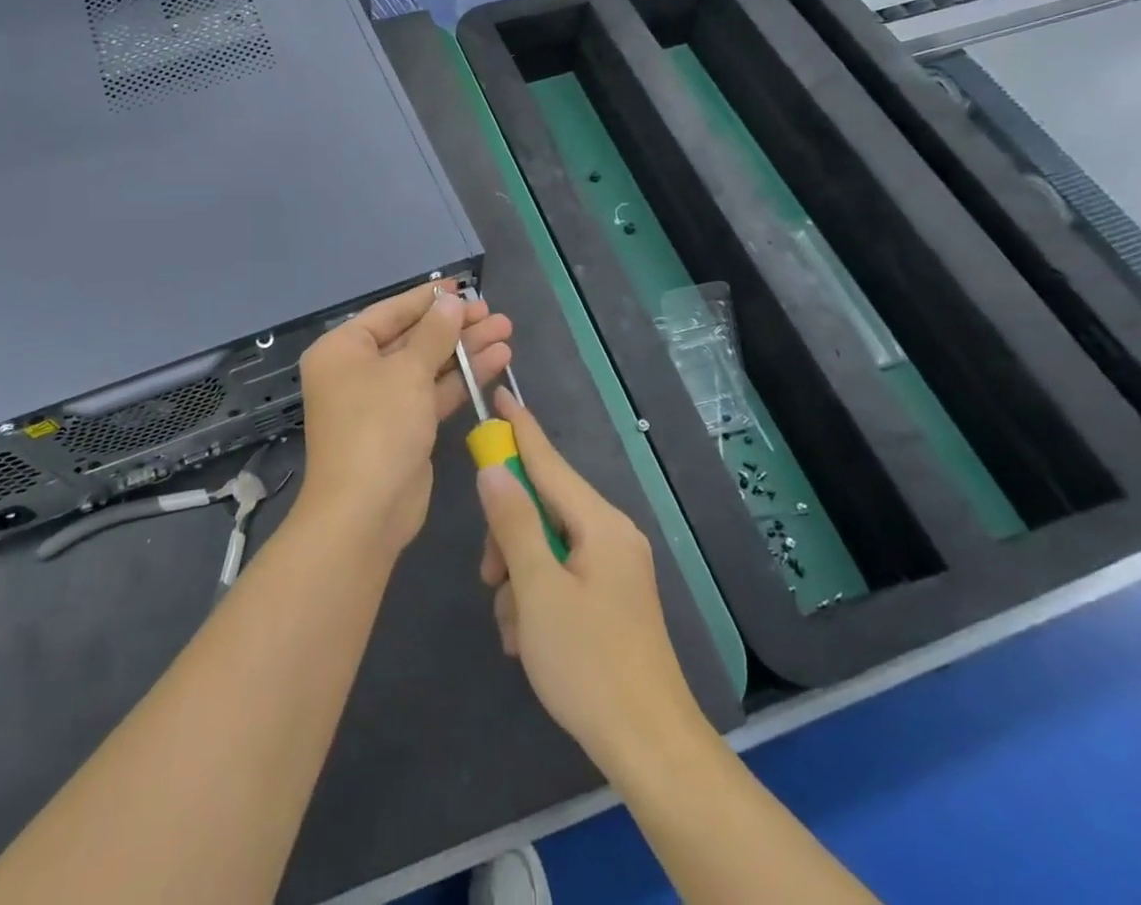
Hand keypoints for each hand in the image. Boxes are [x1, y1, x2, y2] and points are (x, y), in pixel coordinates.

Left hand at [298, 282, 512, 557]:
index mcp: (343, 349)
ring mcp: (382, 401)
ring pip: (428, 365)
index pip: (391, 312)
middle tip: (494, 313)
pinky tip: (497, 362)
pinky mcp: (405, 427)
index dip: (428, 298)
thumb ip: (434, 333)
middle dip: (455, 326)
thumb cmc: (378, 427)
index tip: (462, 287)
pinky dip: (462, 378)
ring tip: (506, 331)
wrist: (366, 511)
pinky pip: (434, 392)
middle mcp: (358, 371)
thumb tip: (450, 301)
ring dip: (465, 350)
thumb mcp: (408, 372)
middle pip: (413, 338)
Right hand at [477, 389, 701, 770]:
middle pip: (543, 506)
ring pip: (546, 545)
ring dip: (518, 576)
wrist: (651, 748)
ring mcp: (613, 568)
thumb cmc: (589, 664)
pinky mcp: (610, 599)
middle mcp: (610, 535)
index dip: (520, 428)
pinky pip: (560, 575)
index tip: (499, 393)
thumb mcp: (537, 590)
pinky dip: (537, 597)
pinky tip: (528, 639)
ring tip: (514, 627)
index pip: (549, 461)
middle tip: (489, 576)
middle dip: (508, 535)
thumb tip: (493, 469)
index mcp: (600, 524)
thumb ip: (513, 523)